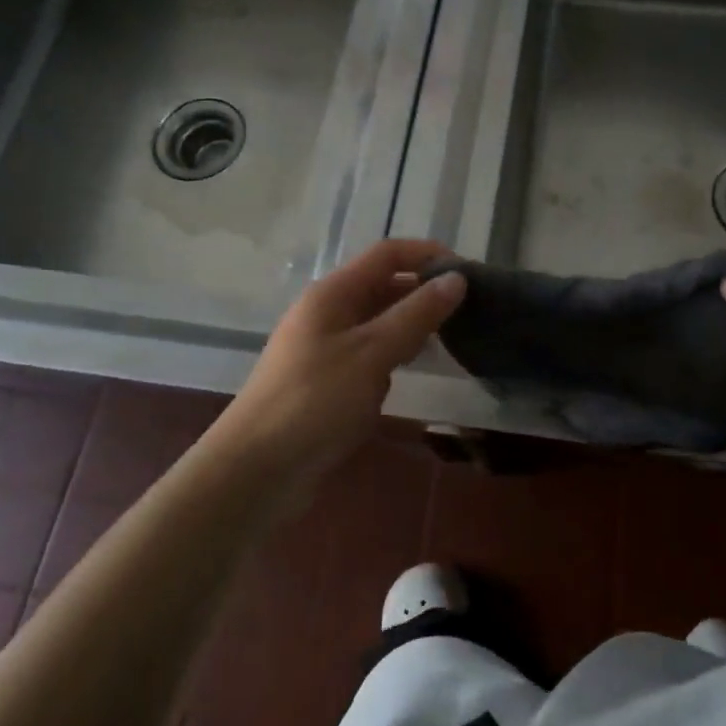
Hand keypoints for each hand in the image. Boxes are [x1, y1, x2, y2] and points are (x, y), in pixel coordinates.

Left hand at [216, 239, 466, 477]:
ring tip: (453, 337)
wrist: (257, 471)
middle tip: (469, 308)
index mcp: (333, 294)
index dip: (427, 254)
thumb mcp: (372, 353)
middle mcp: (328, 313)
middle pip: (383, 285)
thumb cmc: (315, 401)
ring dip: (412, 324)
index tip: (468, 272)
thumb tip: (456, 279)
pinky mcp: (328, 381)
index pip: (387, 255)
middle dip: (423, 291)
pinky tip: (416, 370)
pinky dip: (395, 355)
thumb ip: (416, 314)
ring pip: (378, 322)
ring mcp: (326, 347)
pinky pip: (370, 354)